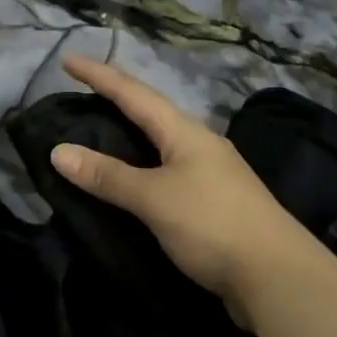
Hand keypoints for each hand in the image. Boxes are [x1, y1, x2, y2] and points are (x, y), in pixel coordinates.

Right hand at [48, 57, 316, 323]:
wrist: (278, 277)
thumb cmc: (212, 224)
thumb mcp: (154, 197)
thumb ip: (108, 176)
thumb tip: (58, 151)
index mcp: (185, 132)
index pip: (134, 94)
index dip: (100, 76)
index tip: (69, 60)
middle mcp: (200, 145)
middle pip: (152, 113)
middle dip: (117, 100)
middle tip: (83, 93)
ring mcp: (212, 174)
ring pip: (162, 143)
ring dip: (132, 134)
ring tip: (103, 131)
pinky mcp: (215, 204)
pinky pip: (169, 173)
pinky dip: (143, 168)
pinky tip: (136, 180)